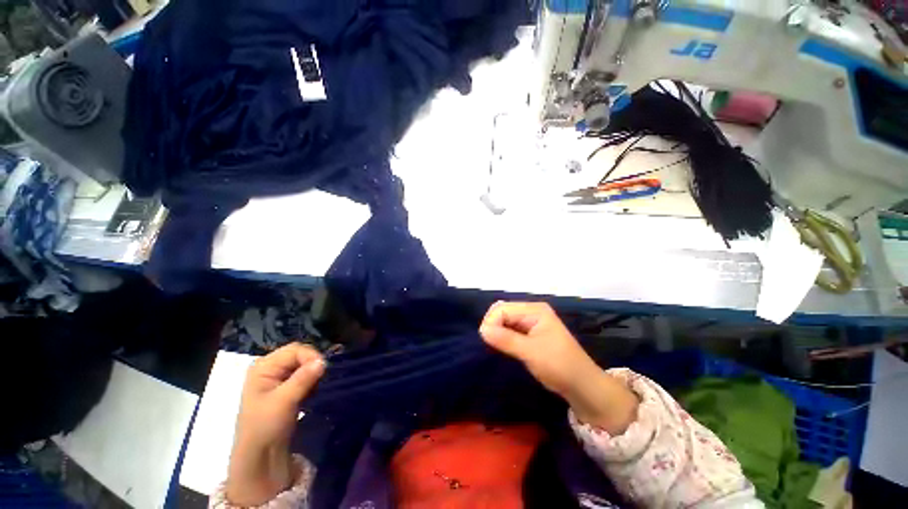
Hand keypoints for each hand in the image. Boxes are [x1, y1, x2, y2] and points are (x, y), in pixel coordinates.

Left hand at [226, 343, 324, 505]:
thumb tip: (323, 361)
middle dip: (312, 365)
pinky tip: (312, 392)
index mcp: (263, 366)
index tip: (322, 371)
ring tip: (315, 388)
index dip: (310, 356)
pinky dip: (311, 380)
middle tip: (320, 380)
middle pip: (300, 355)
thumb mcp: (284, 401)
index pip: (295, 349)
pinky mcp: (285, 388)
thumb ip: (303, 379)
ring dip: (313, 374)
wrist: (259, 456)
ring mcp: (277, 378)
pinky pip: (304, 375)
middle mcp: (269, 367)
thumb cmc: (265, 426)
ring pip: (303, 365)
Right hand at [479, 302, 637, 433]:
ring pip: (505, 320)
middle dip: (493, 325)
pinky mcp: (531, 333)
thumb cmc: (559, 366)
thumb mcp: (531, 352)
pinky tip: (503, 346)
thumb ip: (505, 339)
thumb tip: (482, 330)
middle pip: (503, 311)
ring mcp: (532, 322)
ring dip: (498, 331)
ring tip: (495, 346)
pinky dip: (504, 336)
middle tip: (490, 343)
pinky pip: (511, 329)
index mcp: (535, 310)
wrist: (583, 386)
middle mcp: (532, 311)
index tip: (486, 340)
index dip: (491, 322)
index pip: (502, 308)